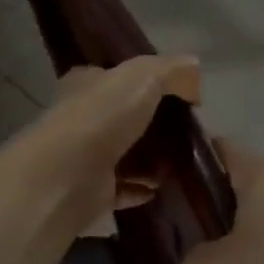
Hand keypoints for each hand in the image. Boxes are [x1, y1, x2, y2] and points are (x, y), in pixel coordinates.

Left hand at [29, 55, 200, 239]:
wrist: (68, 175)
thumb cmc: (103, 115)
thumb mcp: (144, 75)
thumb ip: (172, 71)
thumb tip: (195, 74)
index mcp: (87, 84)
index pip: (114, 77)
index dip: (143, 82)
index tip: (175, 94)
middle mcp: (82, 118)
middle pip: (123, 118)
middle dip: (153, 124)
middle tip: (188, 130)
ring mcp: (86, 157)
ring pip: (125, 155)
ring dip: (151, 159)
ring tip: (184, 161)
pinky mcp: (92, 192)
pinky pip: (124, 189)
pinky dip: (143, 189)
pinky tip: (165, 187)